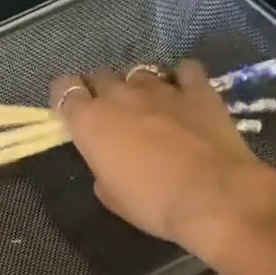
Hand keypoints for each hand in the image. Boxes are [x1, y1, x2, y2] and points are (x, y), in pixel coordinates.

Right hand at [53, 61, 275, 253]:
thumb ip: (101, 168)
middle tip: (111, 116)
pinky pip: (184, 71)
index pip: (64, 90)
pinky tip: (184, 96)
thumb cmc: (151, 204)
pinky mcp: (198, 88)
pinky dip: (180, 80)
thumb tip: (109, 161)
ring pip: (139, 72)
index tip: (72, 114)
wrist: (211, 196)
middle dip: (101, 91)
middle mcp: (120, 95)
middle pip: (100, 76)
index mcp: (91, 121)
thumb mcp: (111, 197)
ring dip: (138, 87)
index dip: (66, 99)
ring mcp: (160, 87)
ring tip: (148, 108)